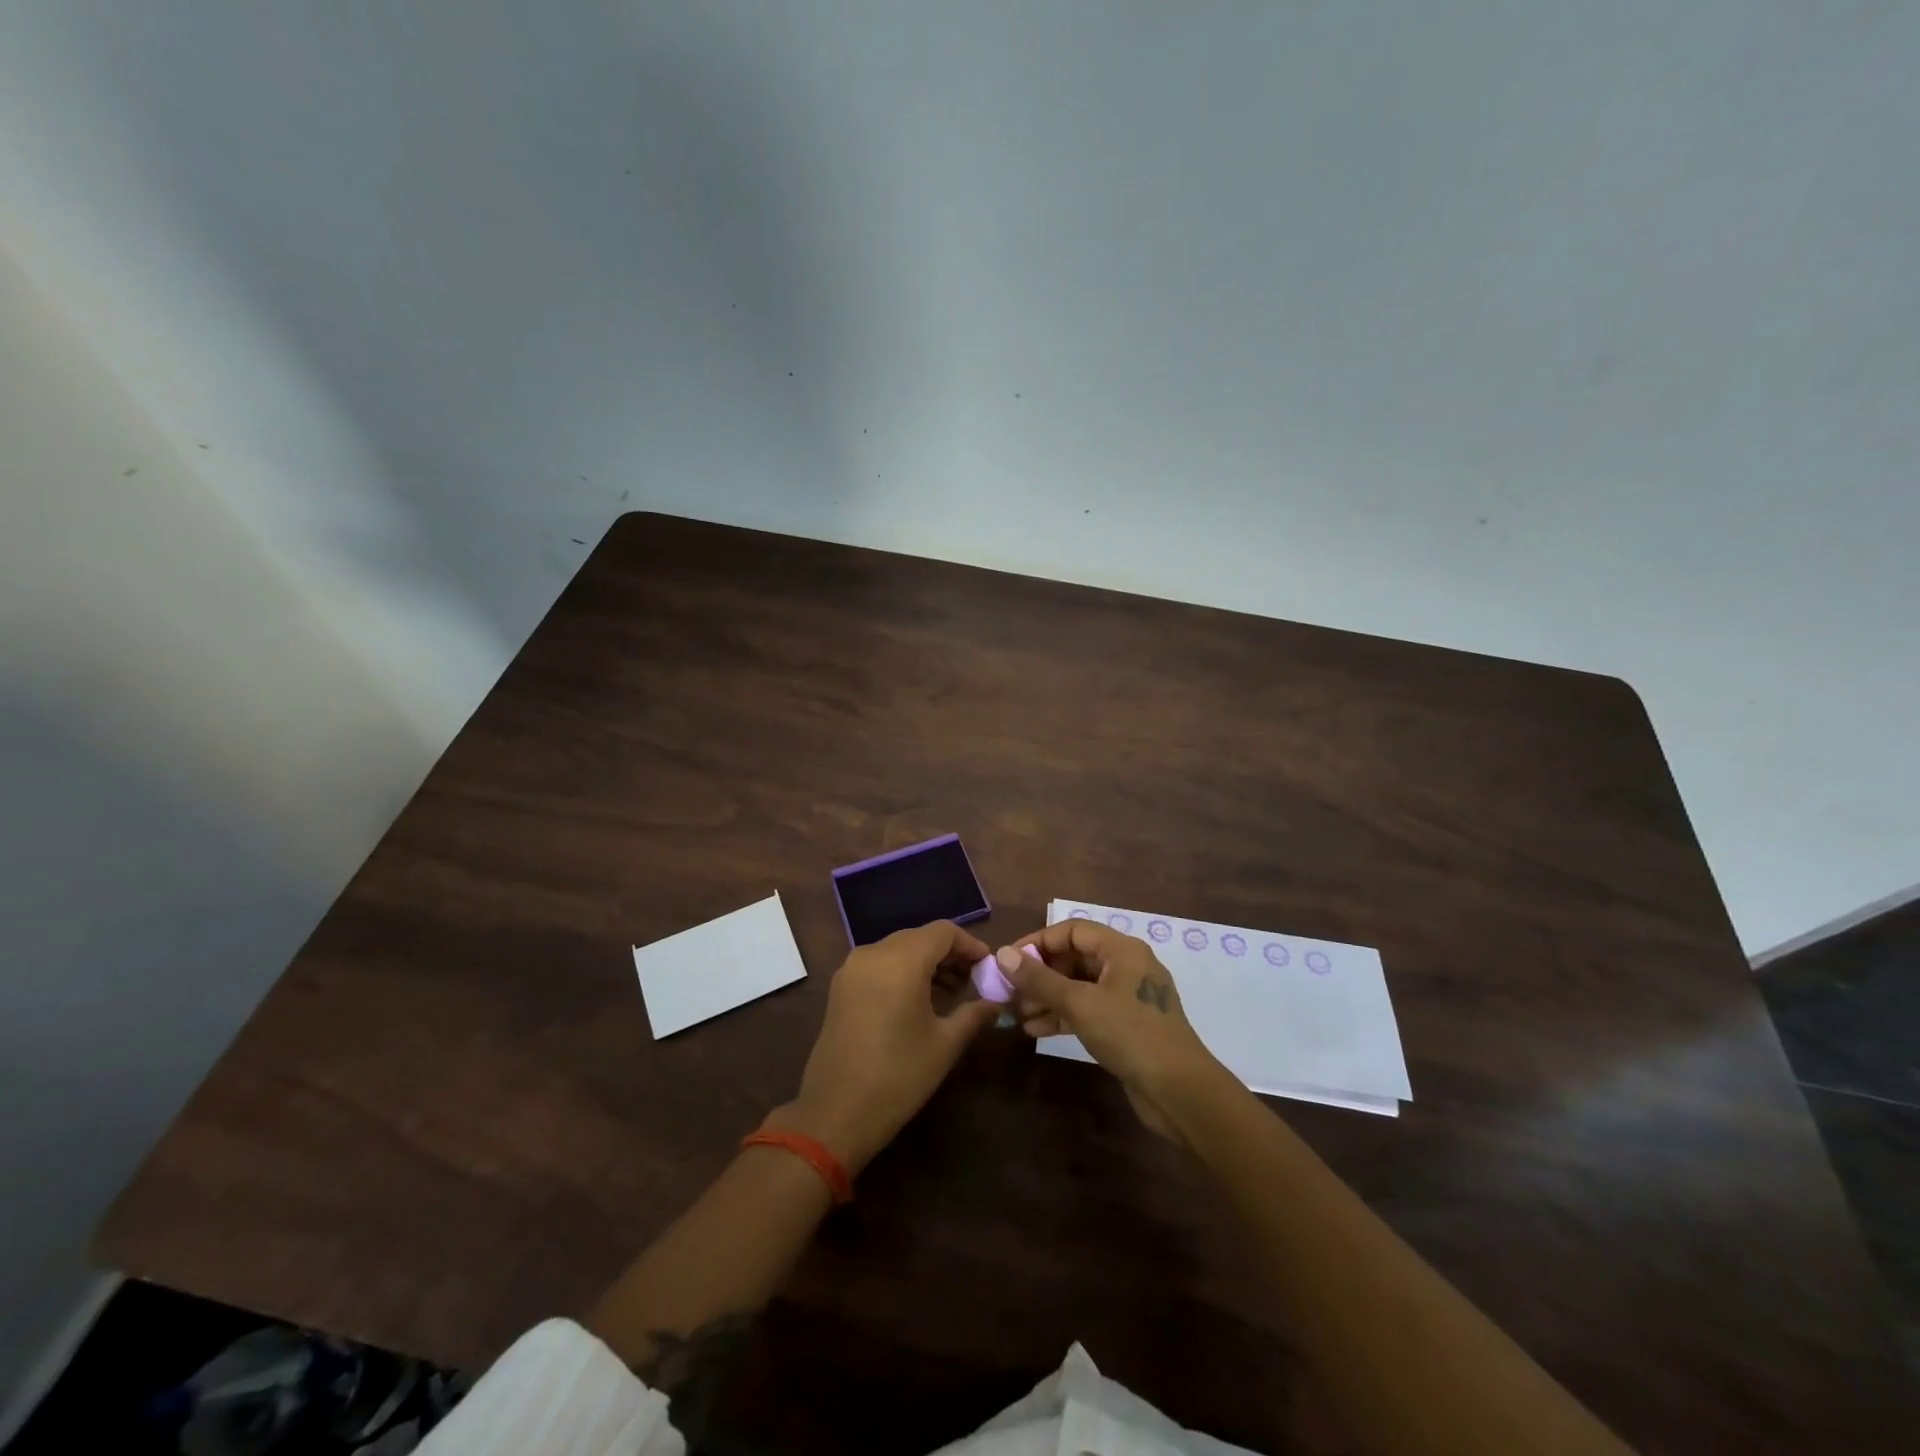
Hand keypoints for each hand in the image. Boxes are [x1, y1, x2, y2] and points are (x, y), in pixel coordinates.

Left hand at [769, 921, 1000, 1174]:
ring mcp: (852, 969)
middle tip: (974, 981)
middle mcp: (874, 953)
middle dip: (949, 955)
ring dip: (926, 964)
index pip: (944, 932)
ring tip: (951, 994)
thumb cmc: (898, 1075)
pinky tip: (919, 1001)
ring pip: (898, 950)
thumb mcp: (945, 1045)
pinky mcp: (840, 987)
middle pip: (920, 938)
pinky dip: (903, 972)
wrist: (835, 1113)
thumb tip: (995, 1003)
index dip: (970, 945)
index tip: (988, 966)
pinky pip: (880, 965)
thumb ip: (974, 1015)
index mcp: (901, 960)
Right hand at [1001, 921, 1227, 1142]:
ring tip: (1019, 1015)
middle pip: (1075, 958)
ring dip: (1048, 997)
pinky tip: (1037, 1031)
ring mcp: (1128, 997)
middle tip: (1010, 992)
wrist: (1180, 1092)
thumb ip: (1040, 979)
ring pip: (1080, 986)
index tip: (1010, 961)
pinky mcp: (1127, 1025)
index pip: (1072, 931)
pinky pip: (1089, 1009)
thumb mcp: (1080, 1004)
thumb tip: (1003, 954)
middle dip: (1041, 974)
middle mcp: (1126, 966)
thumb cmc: (1130, 1034)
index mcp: (1122, 949)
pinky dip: (1064, 1016)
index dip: (1039, 942)